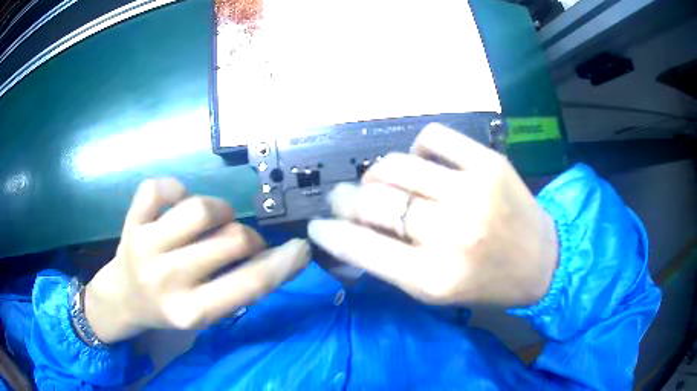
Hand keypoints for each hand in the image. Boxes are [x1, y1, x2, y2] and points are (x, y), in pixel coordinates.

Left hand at [85, 179, 309, 343]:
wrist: (123, 299)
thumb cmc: (169, 309)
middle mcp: (167, 280)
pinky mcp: (131, 222)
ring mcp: (145, 247)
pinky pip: (160, 188)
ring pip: (199, 208)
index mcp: (192, 312)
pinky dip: (175, 190)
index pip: (249, 284)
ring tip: (213, 220)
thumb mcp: (206, 313)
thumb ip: (237, 288)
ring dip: (218, 209)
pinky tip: (175, 205)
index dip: (284, 263)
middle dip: (248, 237)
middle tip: (240, 242)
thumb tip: (272, 255)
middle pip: (231, 239)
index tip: (303, 248)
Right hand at [308, 124, 557, 306]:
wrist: (542, 260)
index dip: (329, 232)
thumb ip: (388, 266)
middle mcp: (451, 233)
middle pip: (373, 200)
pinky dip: (417, 150)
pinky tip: (423, 166)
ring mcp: (473, 191)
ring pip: (396, 165)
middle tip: (343, 199)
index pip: (360, 246)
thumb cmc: (485, 284)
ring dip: (377, 174)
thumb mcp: (433, 292)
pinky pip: (432, 138)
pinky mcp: (489, 162)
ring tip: (383, 183)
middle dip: (344, 198)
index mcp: (434, 277)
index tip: (317, 226)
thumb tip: (345, 236)